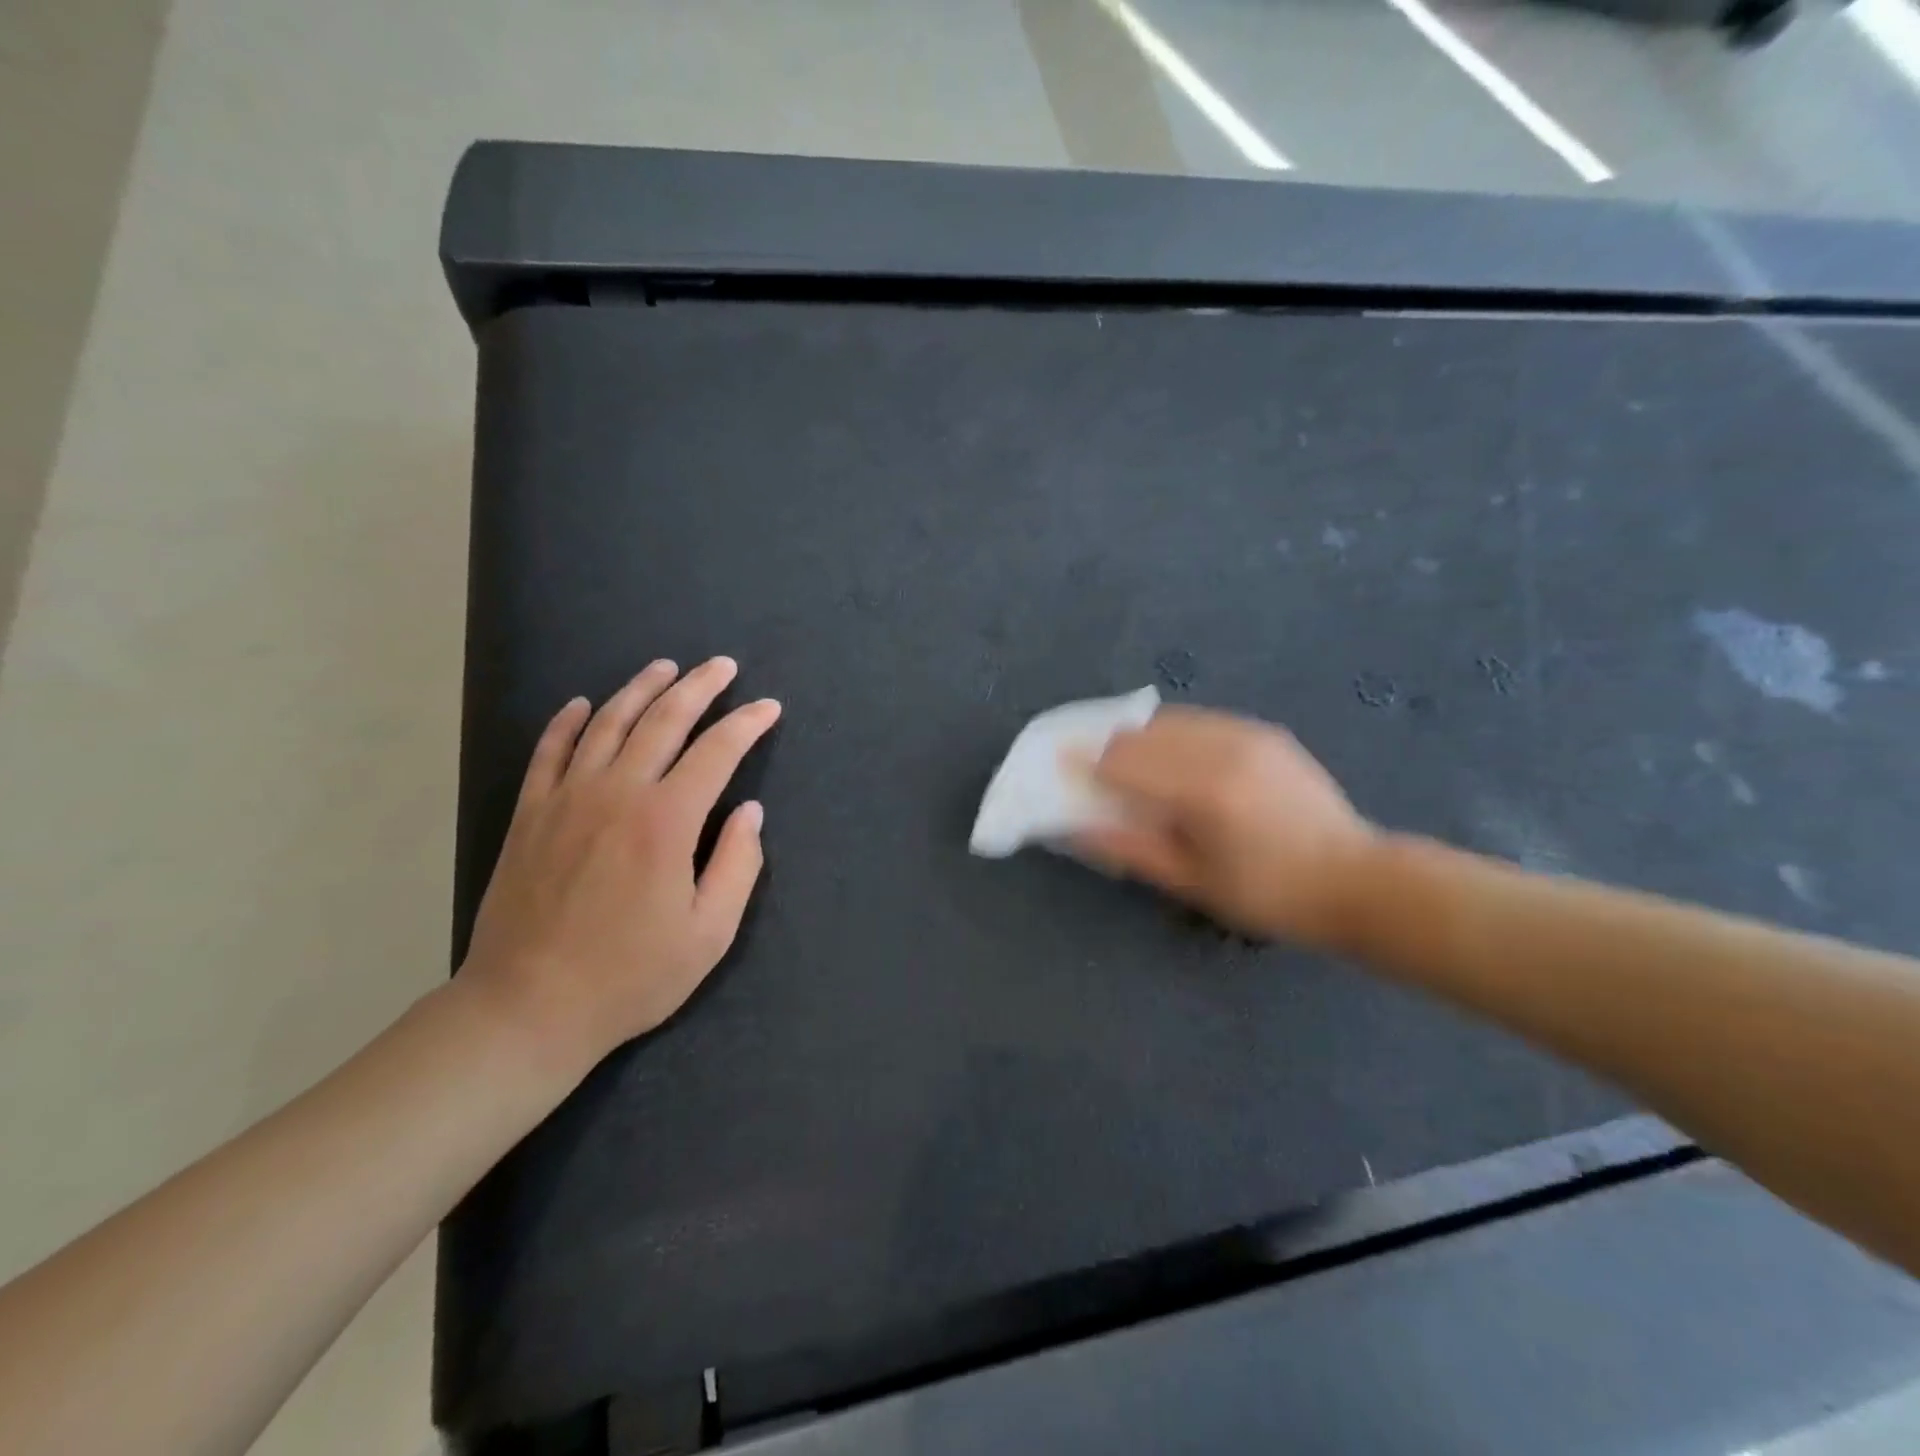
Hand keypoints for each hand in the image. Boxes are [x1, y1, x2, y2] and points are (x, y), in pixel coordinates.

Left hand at [460, 656, 779, 1073]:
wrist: (528, 1008)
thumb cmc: (631, 975)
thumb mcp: (710, 933)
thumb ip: (738, 865)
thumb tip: (749, 812)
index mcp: (667, 821)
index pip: (717, 752)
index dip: (747, 724)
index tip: (768, 708)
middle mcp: (617, 793)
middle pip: (663, 721)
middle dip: (699, 687)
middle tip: (722, 666)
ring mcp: (566, 799)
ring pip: (606, 723)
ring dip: (640, 689)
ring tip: (665, 667)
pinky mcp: (530, 815)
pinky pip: (548, 751)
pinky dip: (567, 721)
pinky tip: (581, 703)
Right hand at [1077, 707, 1377, 949]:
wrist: (1355, 879)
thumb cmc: (1267, 895)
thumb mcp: (1190, 882)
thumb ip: (1126, 848)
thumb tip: (1072, 827)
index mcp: (1201, 790)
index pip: (1121, 760)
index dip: (1084, 763)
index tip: (1062, 770)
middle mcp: (1220, 748)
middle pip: (1139, 733)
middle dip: (1109, 751)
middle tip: (1097, 777)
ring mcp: (1245, 734)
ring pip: (1167, 720)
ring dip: (1140, 741)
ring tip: (1135, 770)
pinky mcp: (1263, 732)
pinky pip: (1199, 721)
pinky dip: (1173, 736)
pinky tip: (1176, 762)